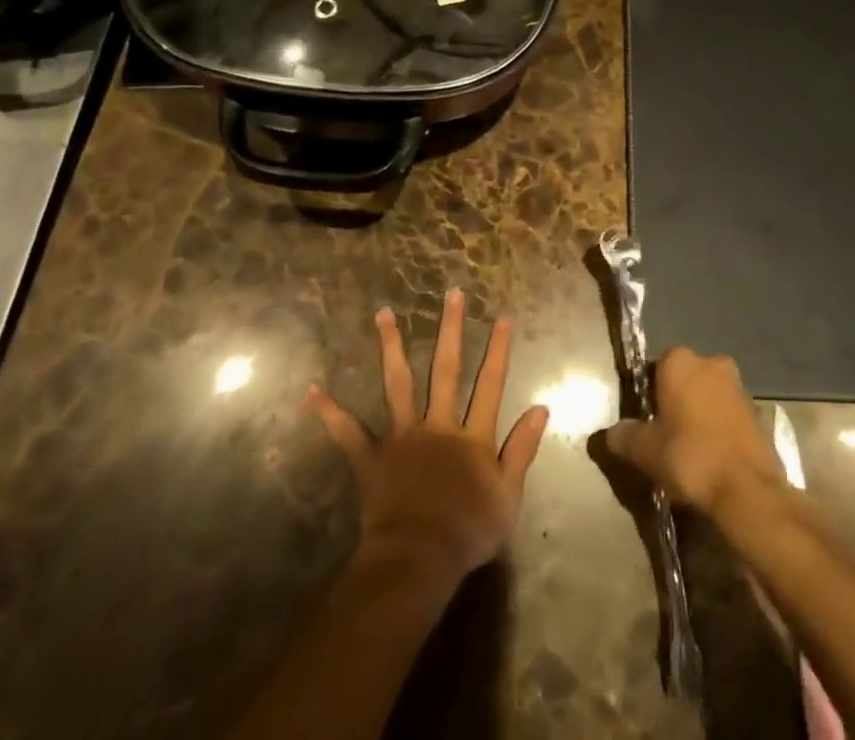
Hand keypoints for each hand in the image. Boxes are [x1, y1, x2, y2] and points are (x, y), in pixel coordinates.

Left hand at [307, 289, 549, 585]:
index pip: (490, 384)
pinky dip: (331, 412)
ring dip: (391, 347)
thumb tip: (541, 408)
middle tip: (451, 293)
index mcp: (472, 436)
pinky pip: (348, 433)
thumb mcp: (508, 495)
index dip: (498, 350)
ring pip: (398, 384)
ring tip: (384, 314)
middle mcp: (437, 425)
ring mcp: (402, 437)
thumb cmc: (467, 532)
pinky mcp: (372, 458)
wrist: (418, 561)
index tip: (502, 316)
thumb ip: (522, 449)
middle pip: (446, 370)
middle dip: (450, 329)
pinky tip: (313, 391)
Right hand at [603, 348, 784, 519]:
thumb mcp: (644, 450)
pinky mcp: (758, 411)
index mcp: (679, 360)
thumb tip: (611, 433)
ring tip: (689, 451)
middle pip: (682, 380)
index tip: (644, 423)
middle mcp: (710, 361)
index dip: (646, 396)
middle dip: (674, 402)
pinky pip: (727, 415)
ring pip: (707, 396)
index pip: (653, 369)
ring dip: (698, 415)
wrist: (748, 491)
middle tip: (664, 437)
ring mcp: (738, 385)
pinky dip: (718, 429)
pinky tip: (712, 458)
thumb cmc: (690, 457)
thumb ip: (623, 436)